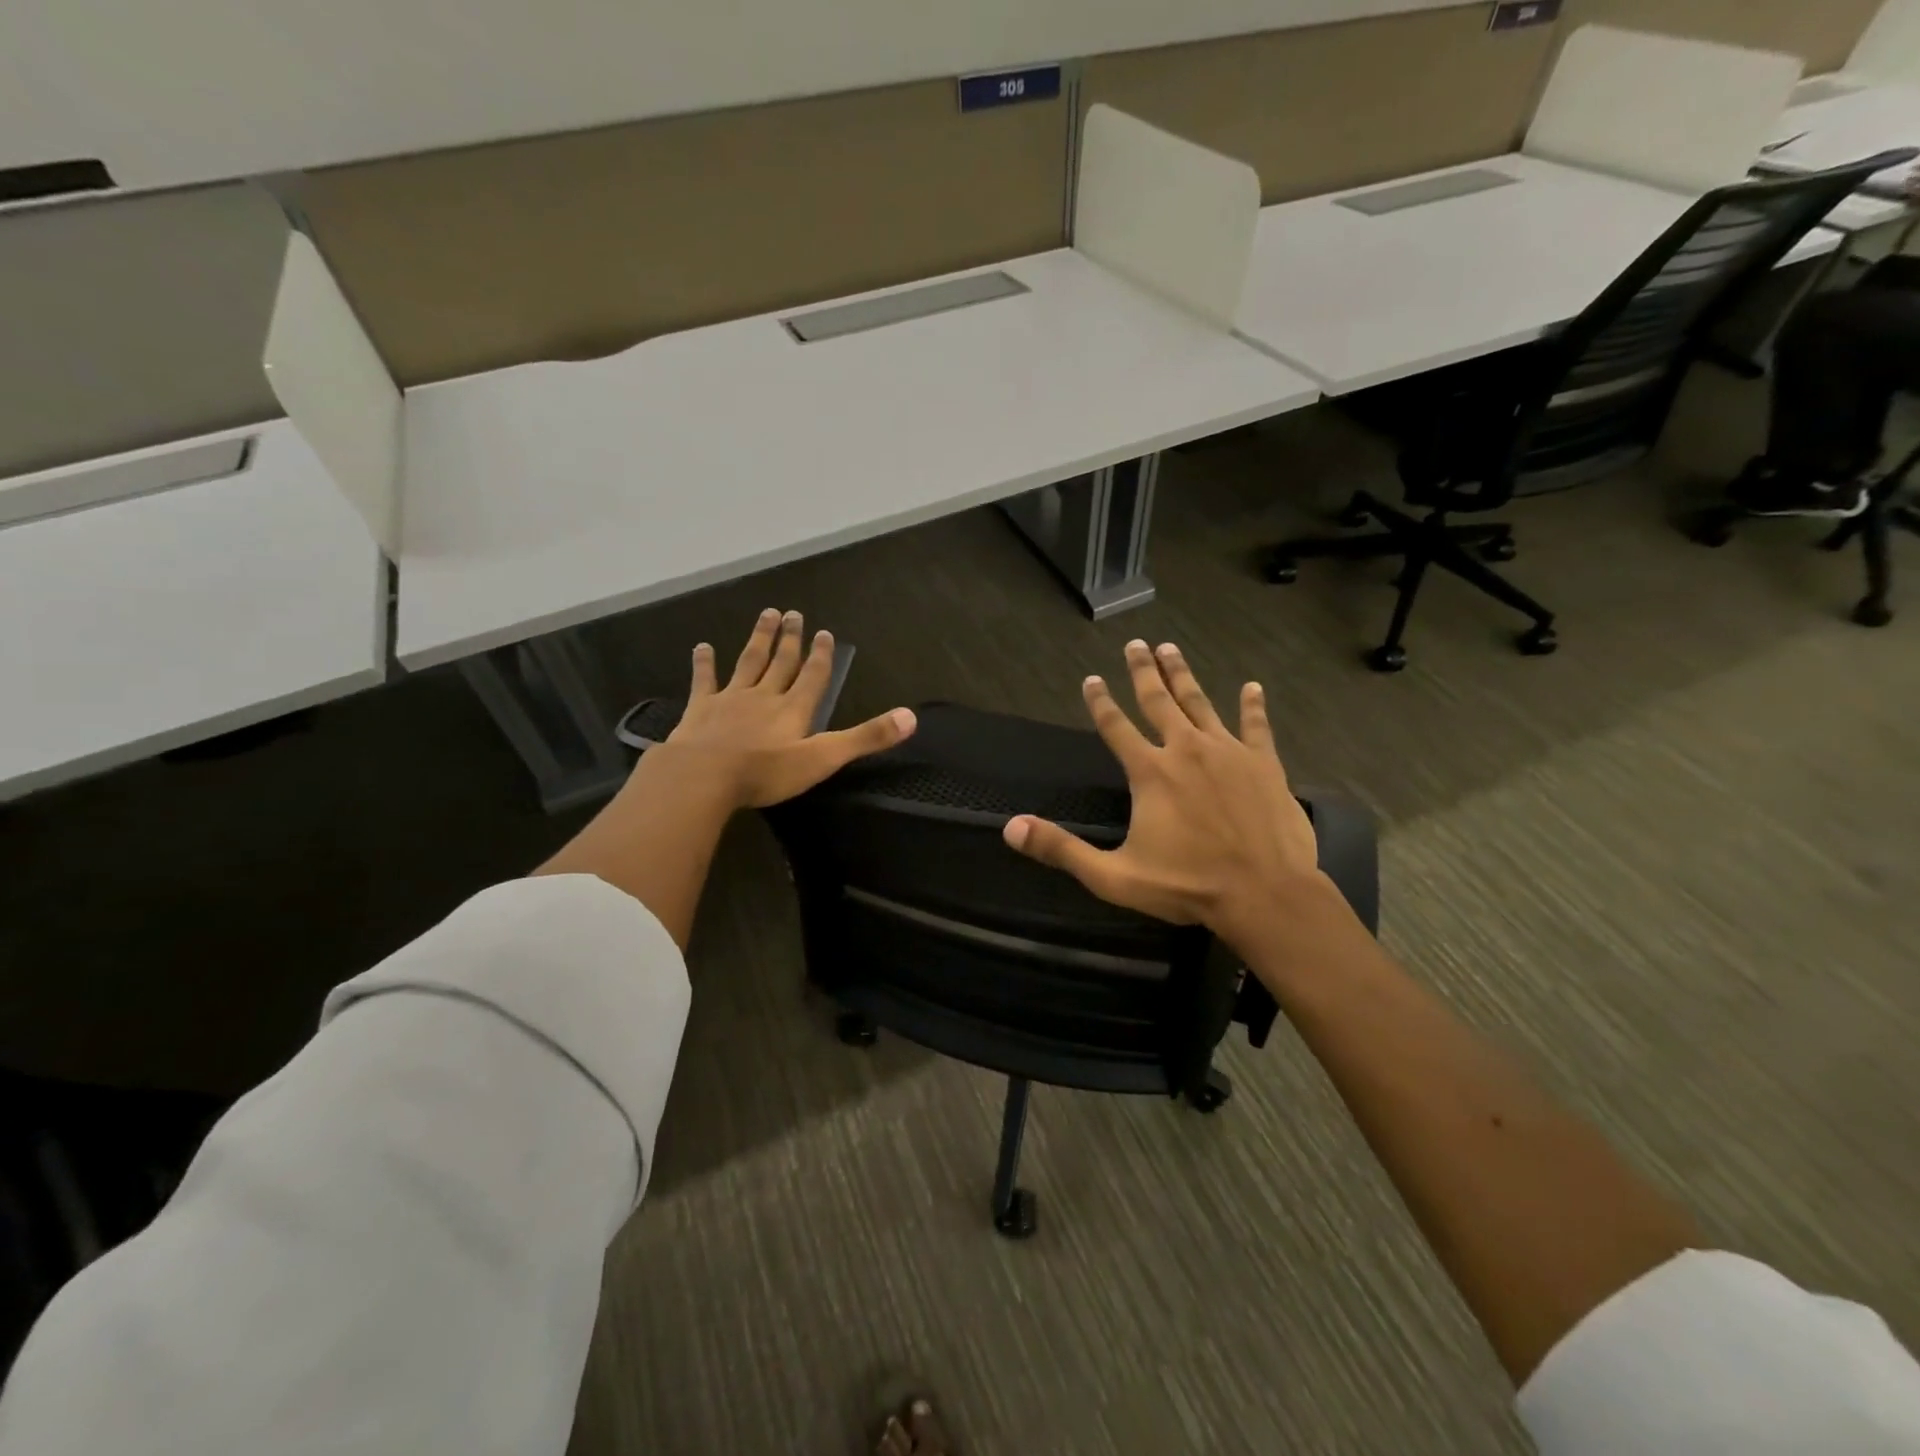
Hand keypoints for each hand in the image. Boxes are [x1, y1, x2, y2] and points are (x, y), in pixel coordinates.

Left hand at [663, 608, 916, 808]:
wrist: (704, 776)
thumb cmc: (766, 771)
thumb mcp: (823, 758)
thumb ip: (865, 738)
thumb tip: (911, 717)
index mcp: (794, 709)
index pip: (813, 676)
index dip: (821, 655)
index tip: (824, 632)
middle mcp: (765, 696)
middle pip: (781, 662)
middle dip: (791, 639)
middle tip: (794, 613)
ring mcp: (730, 699)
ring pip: (748, 662)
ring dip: (759, 639)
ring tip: (767, 614)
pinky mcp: (701, 709)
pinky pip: (705, 680)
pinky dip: (704, 663)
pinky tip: (702, 647)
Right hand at [1002, 641, 1331, 948]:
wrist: (1266, 894)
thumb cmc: (1187, 886)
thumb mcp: (1114, 876)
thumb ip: (1062, 850)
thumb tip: (1011, 828)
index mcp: (1150, 772)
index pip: (1116, 727)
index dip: (1100, 702)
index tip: (1091, 678)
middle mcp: (1186, 750)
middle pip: (1159, 701)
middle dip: (1144, 671)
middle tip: (1136, 644)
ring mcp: (1229, 752)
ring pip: (1200, 703)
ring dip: (1183, 675)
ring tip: (1172, 649)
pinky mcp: (1265, 764)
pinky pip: (1256, 726)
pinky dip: (1253, 706)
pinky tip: (1252, 687)